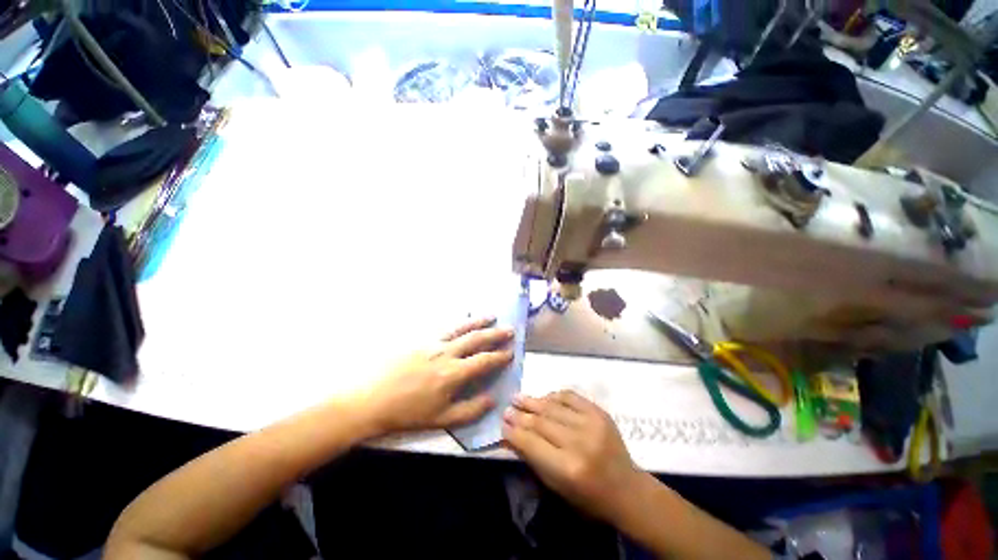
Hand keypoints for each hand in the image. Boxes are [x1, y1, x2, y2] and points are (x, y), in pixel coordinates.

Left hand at [360, 317, 513, 434]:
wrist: (371, 399)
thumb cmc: (407, 412)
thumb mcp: (441, 419)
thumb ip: (470, 410)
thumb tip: (492, 399)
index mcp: (453, 374)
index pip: (483, 361)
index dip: (499, 356)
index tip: (511, 352)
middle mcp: (446, 353)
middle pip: (475, 339)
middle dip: (495, 334)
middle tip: (509, 329)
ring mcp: (433, 343)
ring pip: (461, 328)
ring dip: (478, 321)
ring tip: (491, 316)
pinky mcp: (421, 339)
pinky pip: (444, 328)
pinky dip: (457, 322)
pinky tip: (462, 320)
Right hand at [503, 391, 642, 522]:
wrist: (626, 488)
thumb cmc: (588, 496)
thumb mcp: (556, 486)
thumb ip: (533, 458)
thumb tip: (511, 435)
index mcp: (567, 468)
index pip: (532, 443)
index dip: (514, 432)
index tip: (502, 423)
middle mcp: (579, 442)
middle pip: (541, 422)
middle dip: (520, 414)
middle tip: (507, 408)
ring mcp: (591, 424)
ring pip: (553, 407)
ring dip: (533, 401)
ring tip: (518, 397)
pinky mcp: (599, 412)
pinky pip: (571, 397)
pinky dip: (554, 396)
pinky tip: (544, 397)